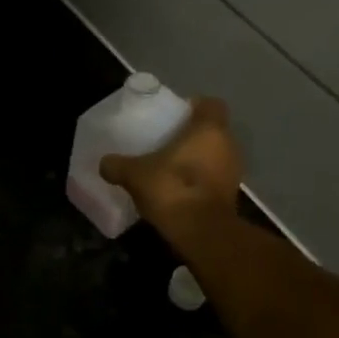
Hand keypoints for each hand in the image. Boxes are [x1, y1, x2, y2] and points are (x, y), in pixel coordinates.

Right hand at [100, 97, 244, 244]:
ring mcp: (234, 172)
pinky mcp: (231, 196)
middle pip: (213, 131)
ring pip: (215, 155)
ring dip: (197, 159)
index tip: (175, 114)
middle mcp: (229, 146)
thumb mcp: (134, 174)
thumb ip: (117, 165)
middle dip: (192, 135)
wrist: (201, 232)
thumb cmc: (171, 188)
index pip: (211, 104)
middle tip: (166, 141)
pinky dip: (200, 180)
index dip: (195, 106)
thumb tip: (104, 163)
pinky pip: (214, 178)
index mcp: (209, 130)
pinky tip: (177, 189)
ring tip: (170, 166)